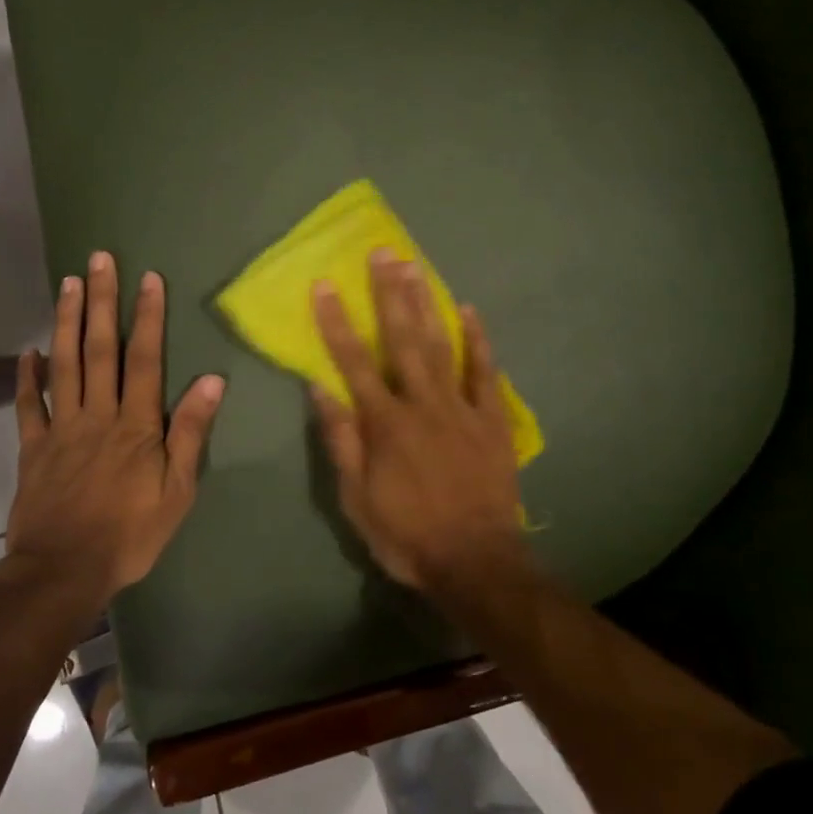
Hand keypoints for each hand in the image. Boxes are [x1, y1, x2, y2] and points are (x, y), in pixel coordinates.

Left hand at [7, 251, 224, 600]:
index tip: (148, 279)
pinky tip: (28, 350)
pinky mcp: (33, 448)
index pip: (145, 359)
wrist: (64, 571)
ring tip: (68, 284)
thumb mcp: (178, 490)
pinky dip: (26, 376)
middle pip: (101, 349)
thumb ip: (190, 432)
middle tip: (99, 260)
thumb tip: (212, 380)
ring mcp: (61, 428)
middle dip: (103, 301)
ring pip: (64, 364)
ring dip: (67, 322)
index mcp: (136, 424)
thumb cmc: (131, 533)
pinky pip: (28, 406)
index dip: (148, 316)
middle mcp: (98, 414)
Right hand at [309, 249, 525, 592]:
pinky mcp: (492, 419)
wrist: (476, 561)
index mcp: (385, 423)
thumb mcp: (356, 499)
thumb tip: (320, 388)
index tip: (325, 286)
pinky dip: (477, 340)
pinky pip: (485, 372)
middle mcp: (422, 404)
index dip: (336, 322)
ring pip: (440, 345)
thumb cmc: (407, 534)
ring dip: (425, 303)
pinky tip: (468, 310)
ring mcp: (460, 408)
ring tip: (414, 266)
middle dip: (388, 293)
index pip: (353, 362)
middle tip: (382, 253)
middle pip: (401, 339)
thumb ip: (340, 441)